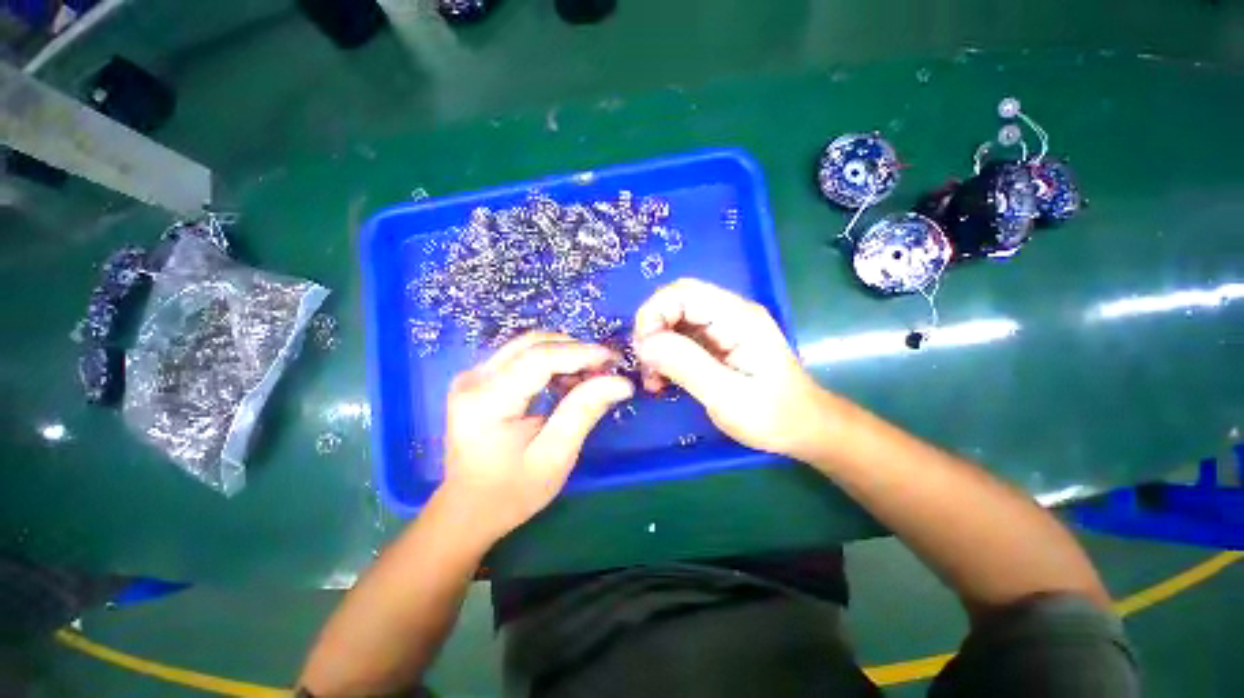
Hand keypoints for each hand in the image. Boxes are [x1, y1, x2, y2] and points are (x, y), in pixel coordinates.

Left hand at [438, 332, 632, 543]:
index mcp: (486, 401)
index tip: (614, 360)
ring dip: (565, 354)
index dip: (581, 353)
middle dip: (576, 350)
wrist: (467, 510)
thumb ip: (584, 412)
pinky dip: (551, 361)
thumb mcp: (554, 457)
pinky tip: (568, 380)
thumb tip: (621, 382)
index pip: (539, 358)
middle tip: (607, 369)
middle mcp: (474, 378)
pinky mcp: (480, 378)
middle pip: (533, 344)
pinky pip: (522, 356)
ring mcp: (474, 375)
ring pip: (529, 345)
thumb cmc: (511, 492)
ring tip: (591, 375)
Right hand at [633, 278, 828, 458]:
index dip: (654, 313)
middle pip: (676, 303)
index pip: (682, 292)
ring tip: (653, 380)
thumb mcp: (727, 396)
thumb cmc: (773, 416)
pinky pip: (681, 338)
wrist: (804, 429)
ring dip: (657, 346)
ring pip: (675, 321)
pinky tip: (663, 380)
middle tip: (645, 366)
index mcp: (737, 317)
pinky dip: (666, 356)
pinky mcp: (718, 343)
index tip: (643, 350)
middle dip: (652, 331)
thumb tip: (644, 344)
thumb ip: (685, 365)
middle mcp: (729, 313)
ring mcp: (723, 328)